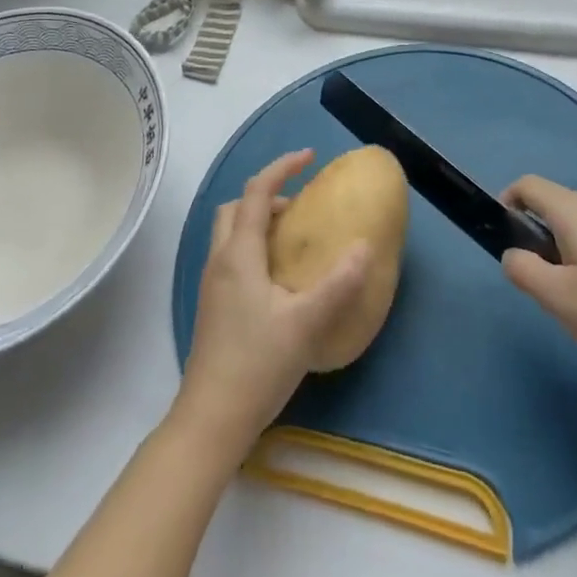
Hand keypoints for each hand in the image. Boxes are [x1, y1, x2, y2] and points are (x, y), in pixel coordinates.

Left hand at [172, 150, 368, 455]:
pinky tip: (281, 278)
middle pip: (236, 208)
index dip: (282, 168)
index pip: (256, 192)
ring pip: (231, 233)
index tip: (309, 158)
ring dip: (260, 222)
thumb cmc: (257, 365)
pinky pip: (233, 256)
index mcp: (239, 255)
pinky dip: (255, 246)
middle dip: (267, 196)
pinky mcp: (215, 305)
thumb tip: (364, 247)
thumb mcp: (306, 323)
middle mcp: (220, 261)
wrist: (212, 418)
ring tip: (295, 241)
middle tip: (301, 209)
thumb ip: (338, 284)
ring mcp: (213, 284)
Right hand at [500, 175, 576, 391]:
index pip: (527, 185)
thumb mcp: (559, 299)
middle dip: (538, 241)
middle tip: (546, 290)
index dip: (507, 204)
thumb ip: (522, 270)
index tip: (508, 244)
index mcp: (575, 210)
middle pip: (554, 207)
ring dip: (566, 257)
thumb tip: (515, 253)